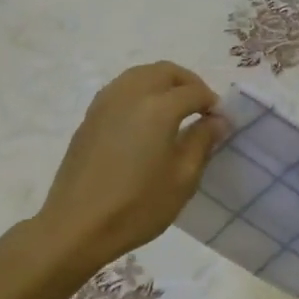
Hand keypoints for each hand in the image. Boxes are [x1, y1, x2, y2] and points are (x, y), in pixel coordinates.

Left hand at [35, 62, 223, 271]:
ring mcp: (106, 103)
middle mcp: (131, 94)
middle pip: (166, 71)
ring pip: (140, 74)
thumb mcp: (183, 178)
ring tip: (175, 109)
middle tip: (201, 108)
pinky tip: (145, 119)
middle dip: (188, 83)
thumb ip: (202, 141)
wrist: (76, 227)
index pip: (194, 92)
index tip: (221, 121)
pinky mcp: (90, 117)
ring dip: (163, 83)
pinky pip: (121, 89)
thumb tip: (217, 120)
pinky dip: (140, 91)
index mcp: (158, 108)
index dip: (212, 103)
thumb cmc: (137, 206)